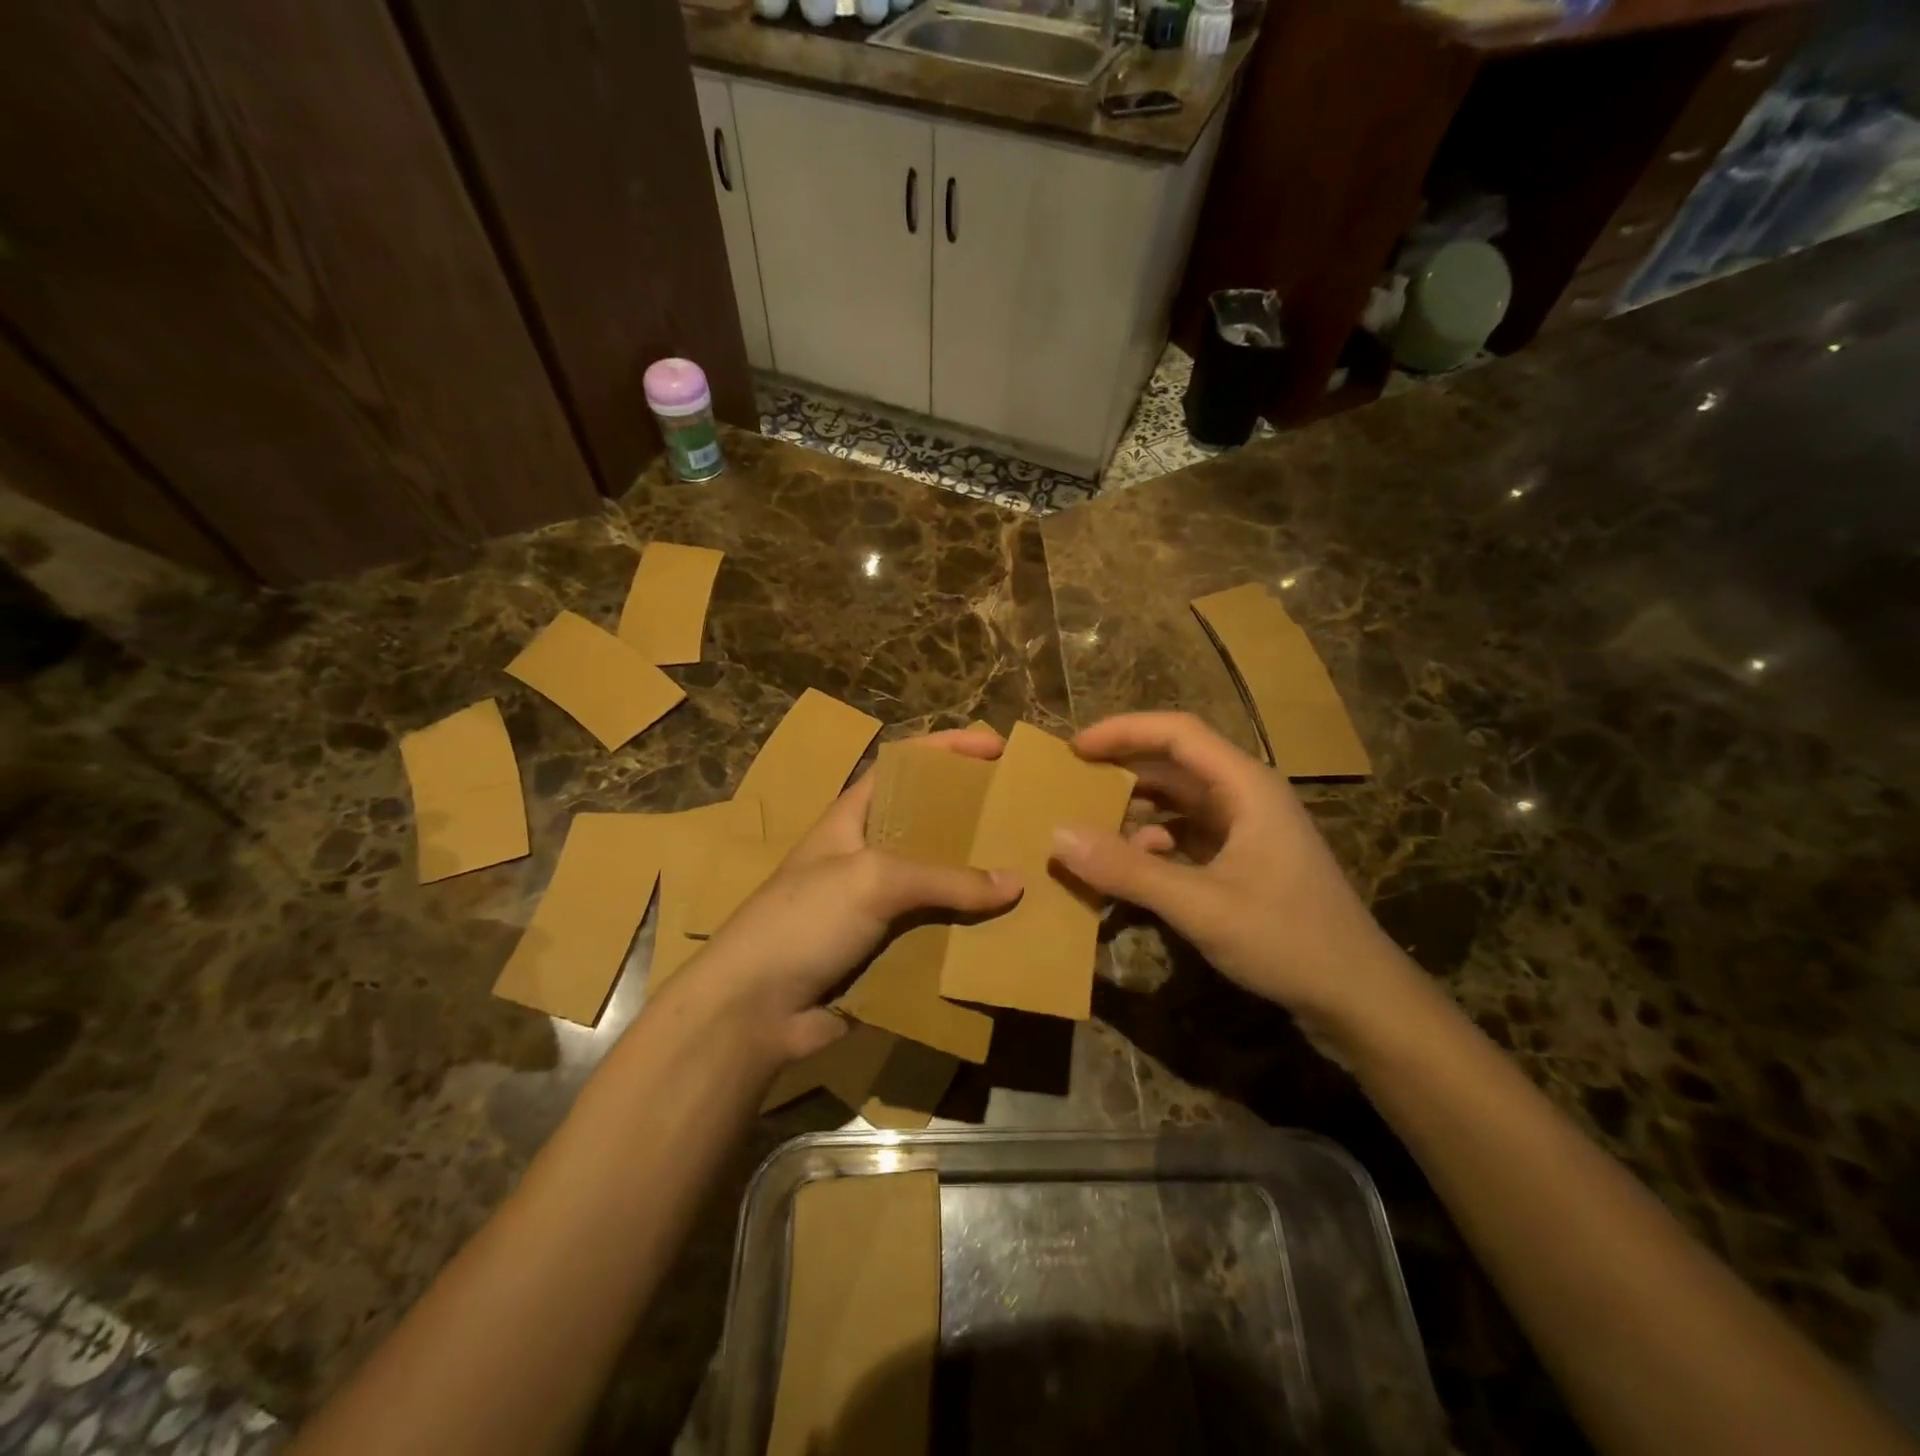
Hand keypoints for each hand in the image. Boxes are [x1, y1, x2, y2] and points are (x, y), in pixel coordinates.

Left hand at [683, 726, 1022, 1062]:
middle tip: (1022, 817)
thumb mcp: (873, 881)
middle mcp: (867, 854)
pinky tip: (1005, 932)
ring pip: (937, 883)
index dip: (947, 749)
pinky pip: (934, 932)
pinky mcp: (884, 950)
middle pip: (928, 824)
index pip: (904, 766)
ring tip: (1030, 874)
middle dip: (972, 818)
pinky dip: (965, 932)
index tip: (996, 747)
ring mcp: (874, 905)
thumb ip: (945, 879)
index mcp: (854, 817)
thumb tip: (1014, 884)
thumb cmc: (804, 921)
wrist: (752, 1010)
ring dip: (976, 881)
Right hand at [1049, 712, 1412, 1029]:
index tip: (1075, 749)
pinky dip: (1154, 843)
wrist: (1358, 996)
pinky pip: (1187, 835)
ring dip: (1136, 810)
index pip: (1177, 733)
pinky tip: (1132, 868)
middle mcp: (1246, 796)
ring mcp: (1246, 829)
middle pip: (1175, 764)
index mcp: (1246, 786)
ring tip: (1091, 827)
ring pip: (1179, 802)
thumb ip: (1128, 870)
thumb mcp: (1200, 905)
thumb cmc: (1287, 939)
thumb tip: (1058, 836)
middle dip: (1123, 770)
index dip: (1123, 731)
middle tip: (1072, 785)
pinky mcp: (1243, 860)